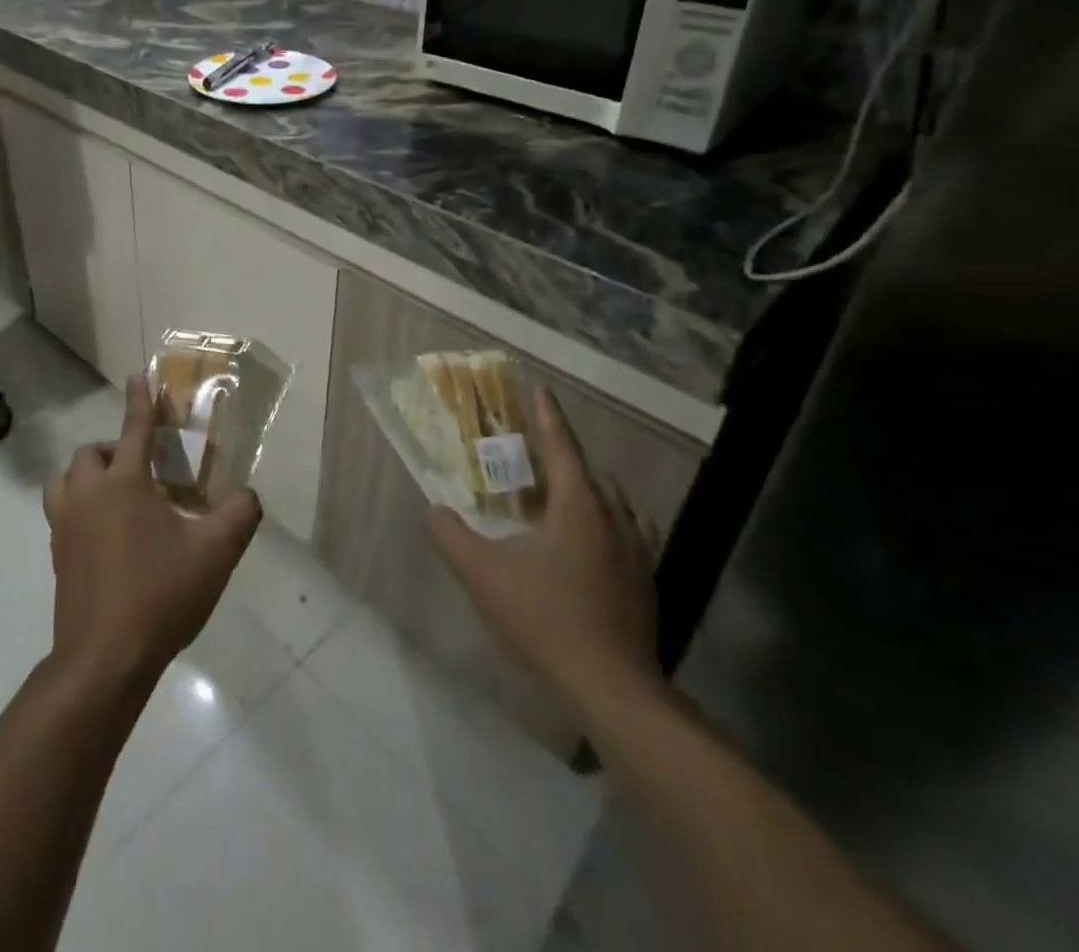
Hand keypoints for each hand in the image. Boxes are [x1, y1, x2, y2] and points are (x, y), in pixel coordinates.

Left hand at [43, 375, 262, 694]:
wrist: (105, 659)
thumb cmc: (160, 595)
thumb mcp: (215, 554)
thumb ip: (239, 515)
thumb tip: (248, 496)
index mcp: (124, 484)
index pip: (134, 429)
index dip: (140, 400)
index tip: (138, 376)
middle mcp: (88, 495)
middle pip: (91, 453)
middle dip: (114, 449)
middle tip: (143, 468)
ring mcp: (65, 526)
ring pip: (65, 481)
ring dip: (88, 476)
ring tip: (116, 495)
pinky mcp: (57, 555)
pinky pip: (62, 513)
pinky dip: (80, 507)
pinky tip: (107, 535)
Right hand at [429, 384, 659, 726]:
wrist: (612, 690)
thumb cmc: (545, 619)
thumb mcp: (482, 575)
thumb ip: (451, 537)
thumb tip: (434, 510)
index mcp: (578, 508)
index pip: (563, 448)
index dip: (548, 417)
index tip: (541, 389)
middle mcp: (614, 521)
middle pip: (591, 474)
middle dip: (564, 458)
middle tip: (534, 457)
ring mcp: (636, 555)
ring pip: (614, 506)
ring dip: (587, 492)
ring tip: (558, 499)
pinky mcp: (644, 585)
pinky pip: (624, 535)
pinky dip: (602, 524)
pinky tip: (582, 549)